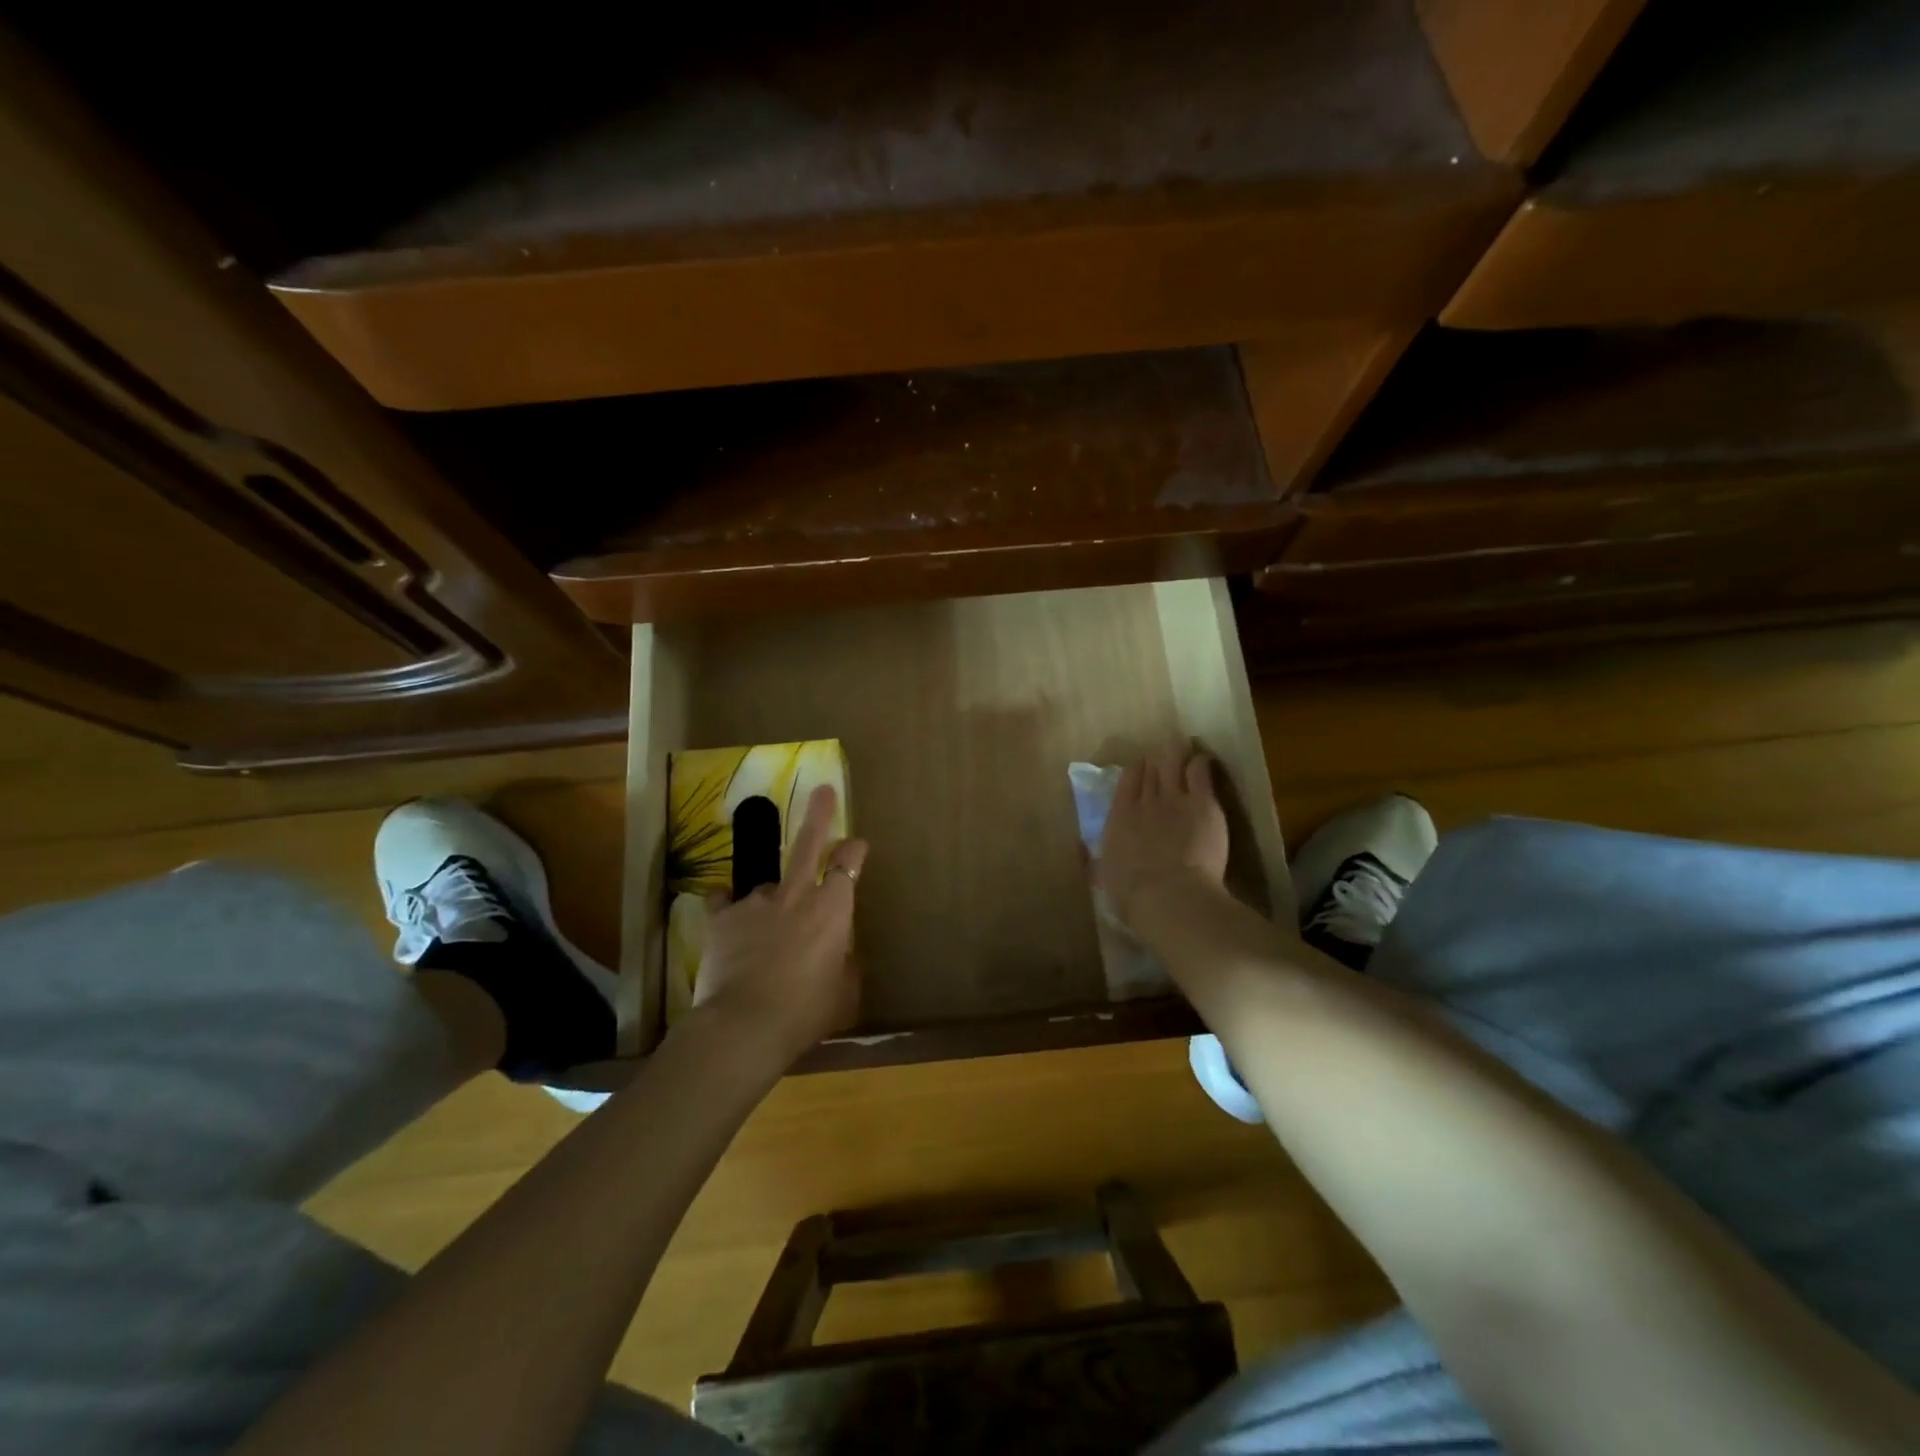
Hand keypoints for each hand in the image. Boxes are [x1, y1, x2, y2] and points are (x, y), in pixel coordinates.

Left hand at [690, 784, 866, 1066]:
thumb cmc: (806, 1012)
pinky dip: (729, 905)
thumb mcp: (844, 993)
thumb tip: (842, 953)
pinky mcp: (723, 918)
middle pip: (808, 843)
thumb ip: (846, 965)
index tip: (856, 844)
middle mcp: (797, 895)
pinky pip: (725, 901)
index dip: (854, 850)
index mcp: (833, 909)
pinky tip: (727, 912)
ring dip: (773, 894)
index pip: (848, 864)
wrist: (745, 1025)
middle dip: (819, 814)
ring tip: (768, 917)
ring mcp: (756, 902)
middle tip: (822, 790)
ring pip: (768, 883)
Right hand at [1099, 745, 1229, 925]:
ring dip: (1176, 755)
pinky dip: (1200, 764)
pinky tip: (1203, 762)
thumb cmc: (1134, 896)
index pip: (1126, 783)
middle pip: (1151, 770)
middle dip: (1157, 761)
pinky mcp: (1202, 802)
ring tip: (1182, 749)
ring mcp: (1173, 798)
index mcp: (1119, 818)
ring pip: (1173, 762)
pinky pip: (1200, 771)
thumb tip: (1084, 854)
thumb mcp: (1106, 878)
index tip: (1141, 768)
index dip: (1135, 773)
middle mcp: (1143, 801)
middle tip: (1164, 757)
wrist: (1170, 896)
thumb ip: (1099, 860)